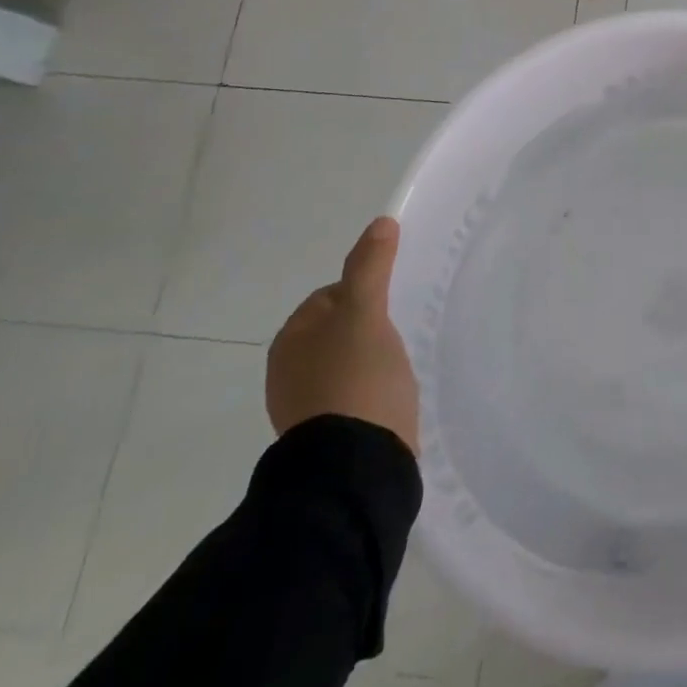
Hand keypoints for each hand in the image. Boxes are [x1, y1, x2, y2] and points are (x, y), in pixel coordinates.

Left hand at [267, 216, 419, 450]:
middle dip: (368, 327)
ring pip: (345, 361)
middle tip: (398, 335)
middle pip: (338, 328)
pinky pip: (351, 393)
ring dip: (370, 359)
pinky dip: (369, 388)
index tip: (390, 306)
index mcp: (290, 338)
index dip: (365, 293)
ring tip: (398, 367)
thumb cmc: (357, 378)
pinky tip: (390, 395)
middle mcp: (288, 369)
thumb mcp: (366, 312)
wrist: (356, 464)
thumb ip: (370, 266)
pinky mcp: (327, 432)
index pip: (331, 295)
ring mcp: (304, 405)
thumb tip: (380, 223)